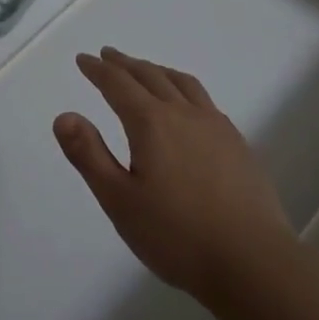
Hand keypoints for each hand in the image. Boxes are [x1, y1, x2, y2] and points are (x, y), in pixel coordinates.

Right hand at [56, 47, 294, 305]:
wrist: (254, 263)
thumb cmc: (177, 235)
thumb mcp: (119, 200)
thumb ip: (89, 155)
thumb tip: (64, 116)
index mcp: (151, 123)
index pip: (118, 84)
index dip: (98, 70)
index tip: (84, 59)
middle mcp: (183, 114)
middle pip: (150, 76)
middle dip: (125, 64)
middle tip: (108, 56)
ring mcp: (216, 127)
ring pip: (182, 83)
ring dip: (157, 71)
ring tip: (146, 70)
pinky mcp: (238, 145)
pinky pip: (204, 100)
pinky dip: (184, 89)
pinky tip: (187, 106)